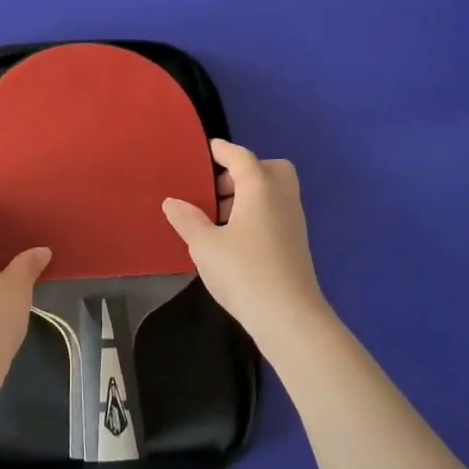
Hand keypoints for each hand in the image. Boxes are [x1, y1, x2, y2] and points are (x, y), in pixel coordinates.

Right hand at [162, 139, 329, 349]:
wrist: (289, 318)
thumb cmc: (244, 271)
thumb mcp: (204, 245)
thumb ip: (187, 219)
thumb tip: (172, 202)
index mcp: (259, 187)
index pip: (240, 156)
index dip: (221, 150)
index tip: (206, 149)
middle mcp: (281, 197)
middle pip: (268, 168)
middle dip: (244, 171)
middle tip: (217, 188)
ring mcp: (293, 221)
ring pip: (273, 192)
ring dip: (248, 194)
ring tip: (217, 215)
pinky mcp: (295, 244)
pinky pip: (275, 212)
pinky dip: (256, 213)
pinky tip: (232, 237)